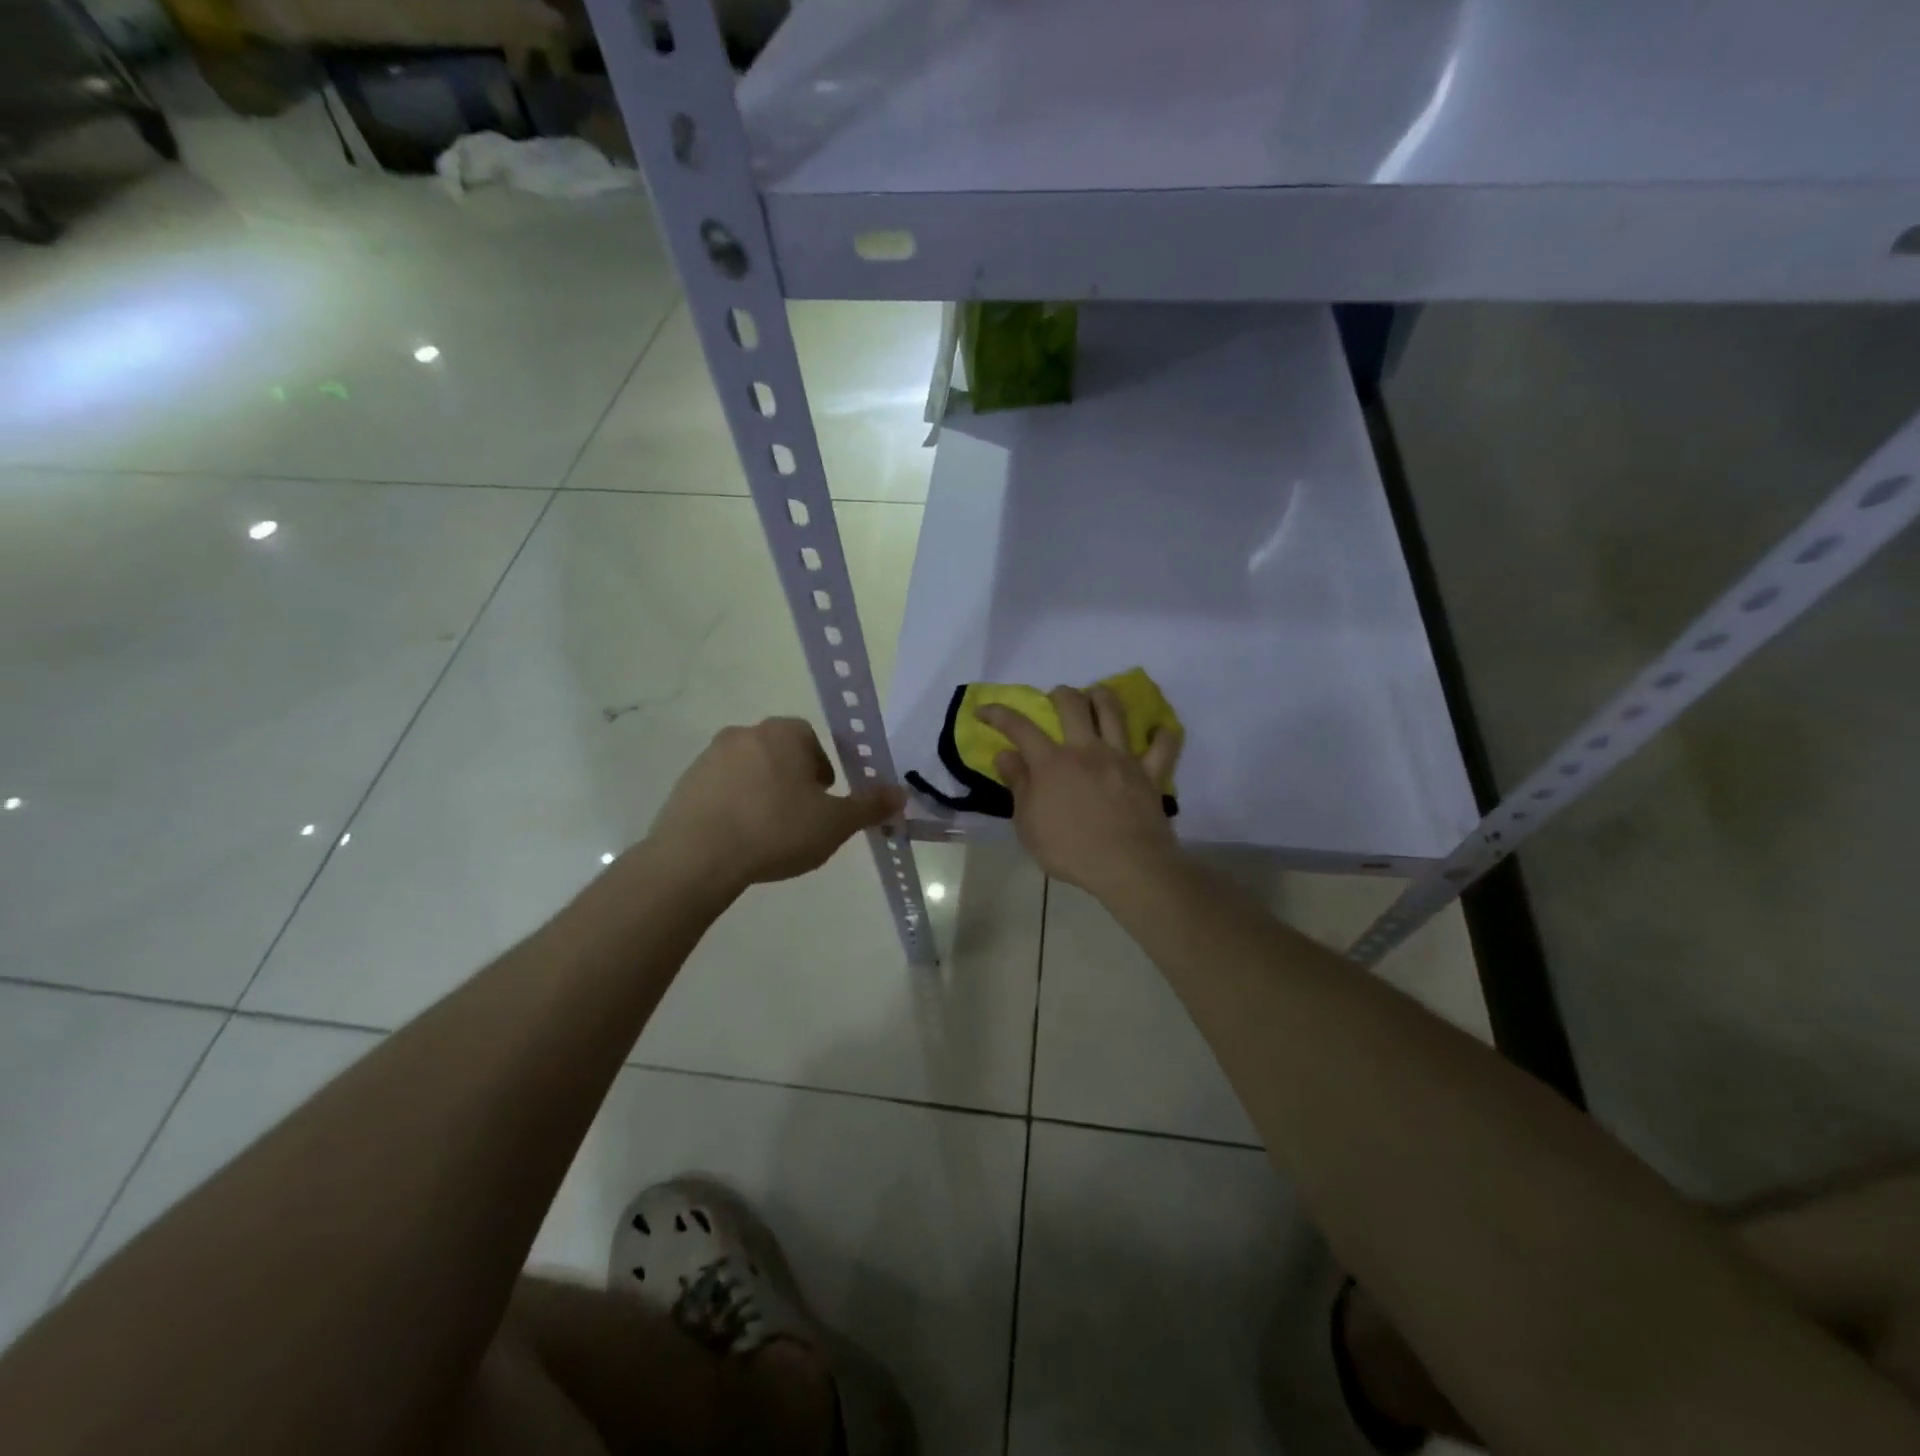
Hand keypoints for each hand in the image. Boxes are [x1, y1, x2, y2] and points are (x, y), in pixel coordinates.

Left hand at [648, 718, 904, 889]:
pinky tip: (738, 839)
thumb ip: (869, 806)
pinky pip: (720, 790)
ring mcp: (709, 758)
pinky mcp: (684, 784)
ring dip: (761, 792)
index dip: (822, 769)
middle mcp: (744, 734)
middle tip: (800, 818)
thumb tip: (900, 793)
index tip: (824, 800)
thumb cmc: (776, 830)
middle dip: (792, 780)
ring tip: (768, 833)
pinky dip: (732, 807)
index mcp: (783, 734)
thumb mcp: (834, 823)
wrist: (698, 857)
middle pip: (779, 752)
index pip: (811, 739)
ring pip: (748, 771)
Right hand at [979, 685, 1182, 898]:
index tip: (984, 710)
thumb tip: (1005, 755)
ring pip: (1114, 711)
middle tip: (1055, 700)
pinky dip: (1162, 734)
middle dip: (1060, 694)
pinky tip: (1157, 731)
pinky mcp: (1150, 772)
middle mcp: (1086, 749)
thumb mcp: (1028, 825)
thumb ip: (1018, 785)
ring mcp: (1122, 757)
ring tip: (1096, 697)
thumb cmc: (1070, 850)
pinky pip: (1164, 745)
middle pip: (1073, 704)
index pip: (1019, 727)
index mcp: (1052, 763)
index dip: (998, 714)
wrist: (1127, 866)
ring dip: (1102, 697)